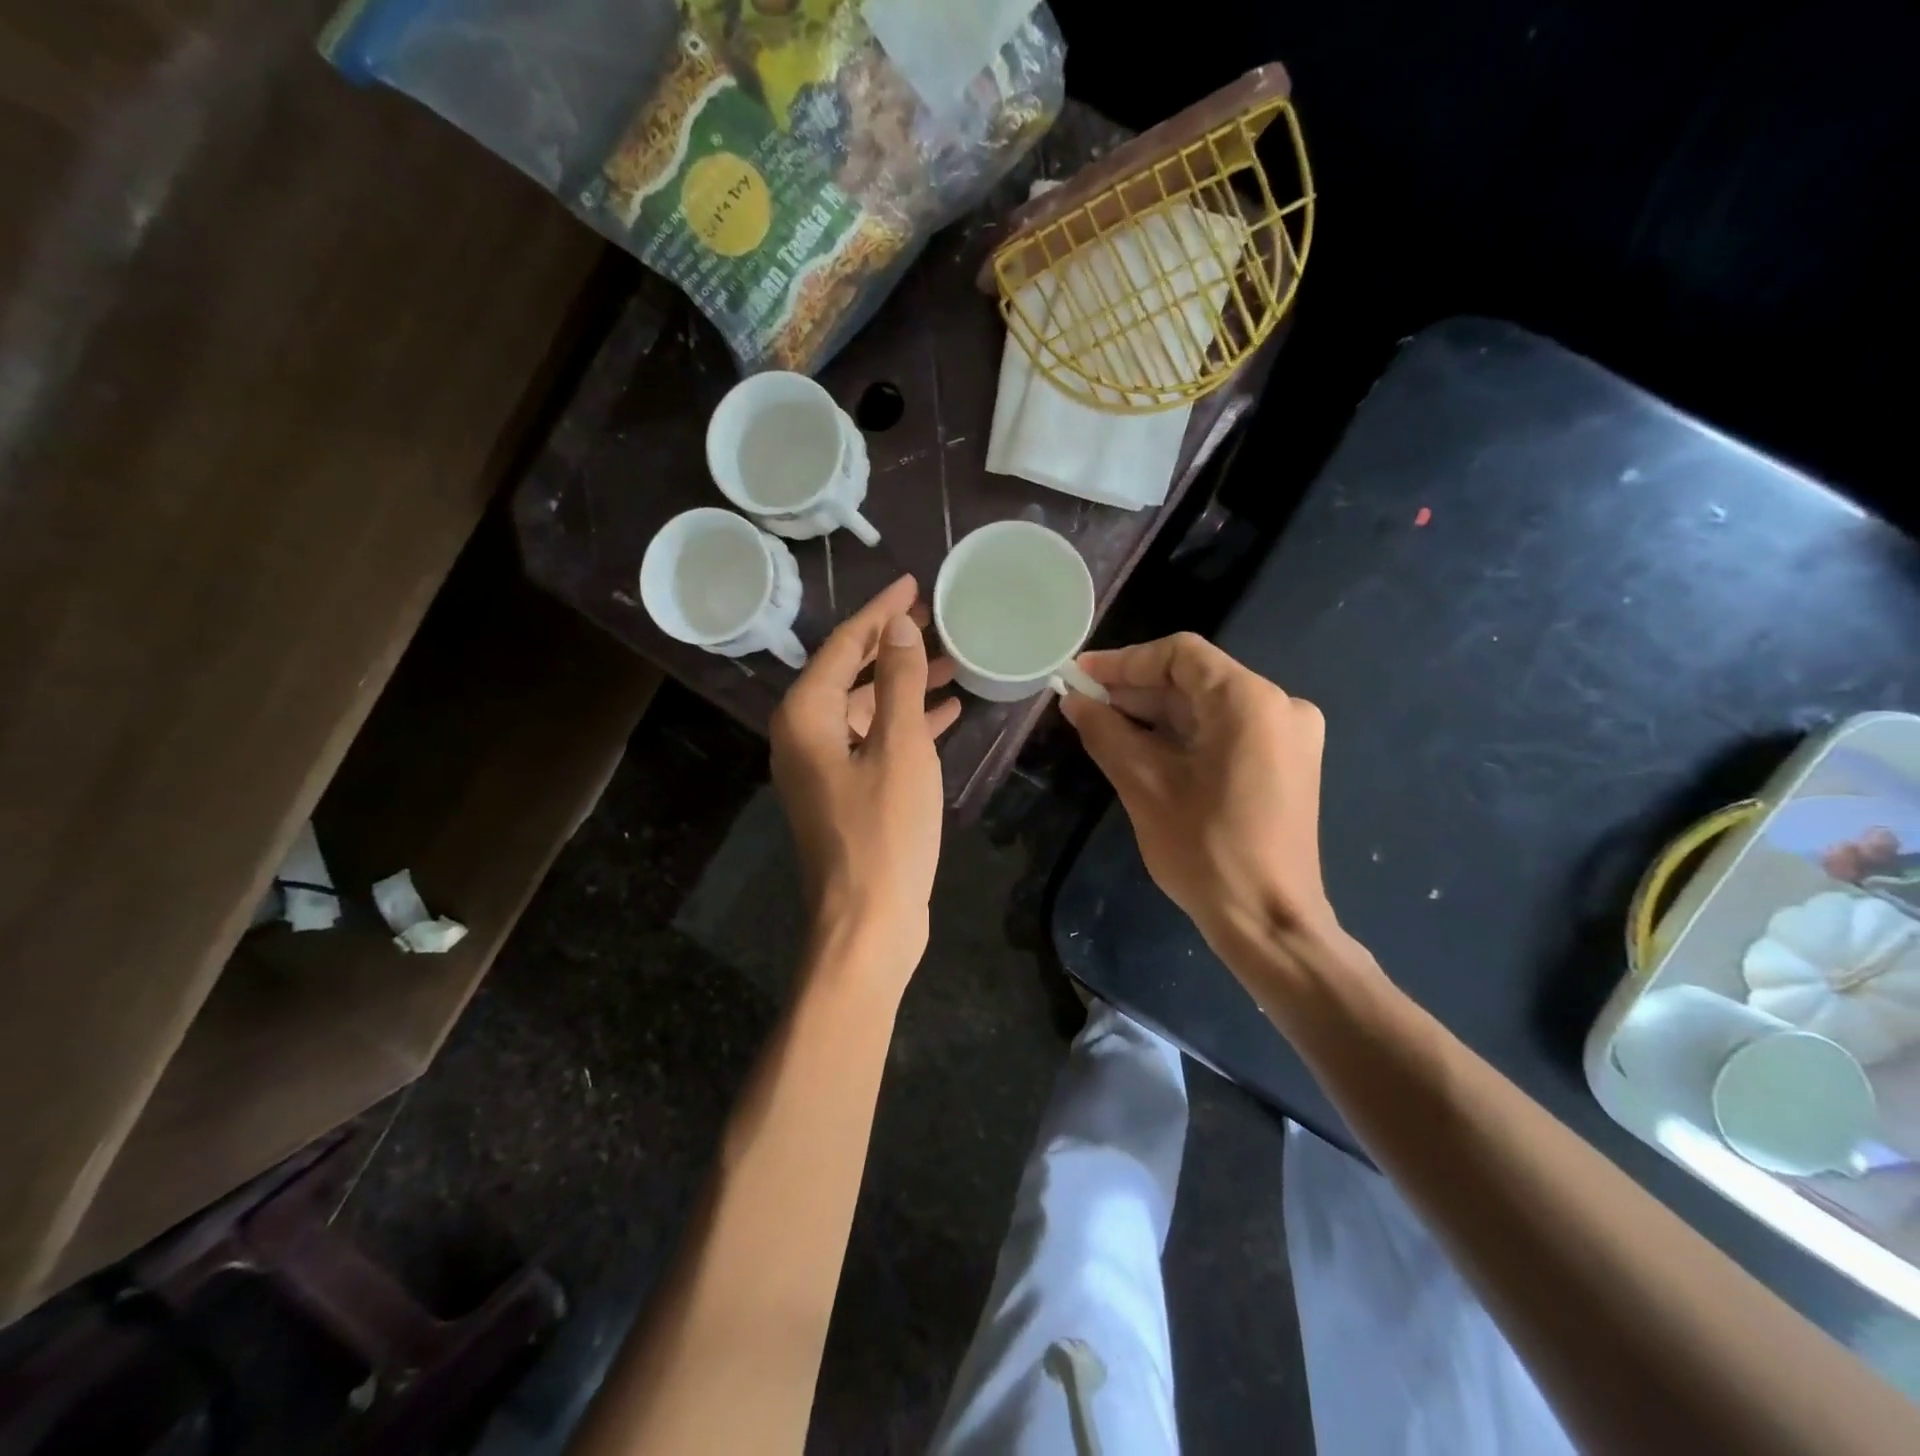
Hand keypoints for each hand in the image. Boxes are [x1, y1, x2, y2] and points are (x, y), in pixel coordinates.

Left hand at [770, 576, 960, 982]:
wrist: (869, 923)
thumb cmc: (884, 833)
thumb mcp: (899, 748)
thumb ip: (897, 682)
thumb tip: (898, 627)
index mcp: (805, 717)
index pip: (842, 645)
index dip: (879, 612)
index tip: (913, 584)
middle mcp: (803, 736)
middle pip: (848, 672)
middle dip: (891, 644)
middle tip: (934, 617)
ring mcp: (822, 767)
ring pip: (864, 707)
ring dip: (903, 683)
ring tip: (950, 659)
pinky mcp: (844, 792)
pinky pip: (874, 740)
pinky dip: (905, 722)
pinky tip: (945, 711)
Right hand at [1060, 633, 1338, 956]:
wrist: (1269, 922)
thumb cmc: (1205, 851)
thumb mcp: (1144, 785)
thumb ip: (1106, 732)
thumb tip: (1074, 701)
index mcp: (1250, 702)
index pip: (1180, 655)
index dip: (1124, 661)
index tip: (1080, 675)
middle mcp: (1279, 706)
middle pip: (1195, 679)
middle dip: (1136, 690)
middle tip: (1084, 704)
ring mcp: (1288, 736)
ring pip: (1208, 706)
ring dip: (1155, 713)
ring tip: (1103, 724)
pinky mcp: (1285, 763)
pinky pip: (1225, 731)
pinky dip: (1182, 735)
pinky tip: (1141, 746)